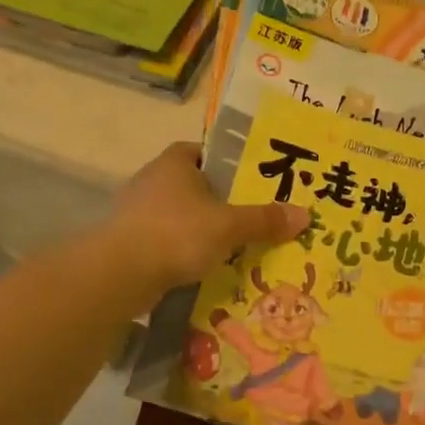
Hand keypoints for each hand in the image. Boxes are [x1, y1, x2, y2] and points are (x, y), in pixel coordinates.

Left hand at [110, 143, 308, 293]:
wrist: (119, 273)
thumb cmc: (177, 233)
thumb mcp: (229, 225)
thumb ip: (264, 220)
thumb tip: (305, 214)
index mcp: (174, 162)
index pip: (203, 151)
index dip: (227, 163)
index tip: (250, 181)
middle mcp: (153, 180)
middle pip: (194, 186)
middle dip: (219, 202)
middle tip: (252, 218)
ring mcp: (137, 212)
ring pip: (181, 216)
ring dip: (202, 230)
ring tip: (235, 247)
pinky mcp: (131, 242)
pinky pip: (167, 242)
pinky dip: (184, 252)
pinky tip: (205, 269)